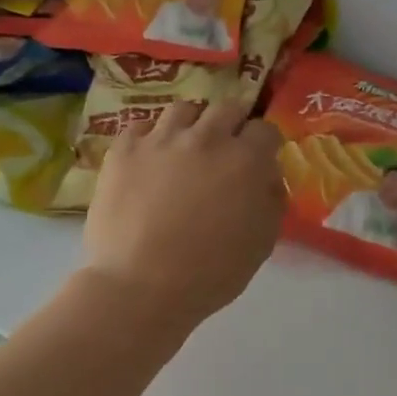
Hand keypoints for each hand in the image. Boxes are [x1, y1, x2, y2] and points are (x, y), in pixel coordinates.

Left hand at [82, 99, 285, 326]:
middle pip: (227, 108)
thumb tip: (268, 176)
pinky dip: (150, 137)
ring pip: (183, 109)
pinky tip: (150, 158)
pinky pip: (141, 126)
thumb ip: (272, 200)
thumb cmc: (209, 273)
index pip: (265, 129)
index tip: (261, 159)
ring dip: (192, 123)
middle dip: (232, 123)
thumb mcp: (262, 243)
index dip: (265, 144)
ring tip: (186, 145)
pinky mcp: (124, 150)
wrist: (139, 287)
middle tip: (226, 147)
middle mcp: (206, 137)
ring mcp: (161, 139)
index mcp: (245, 159)